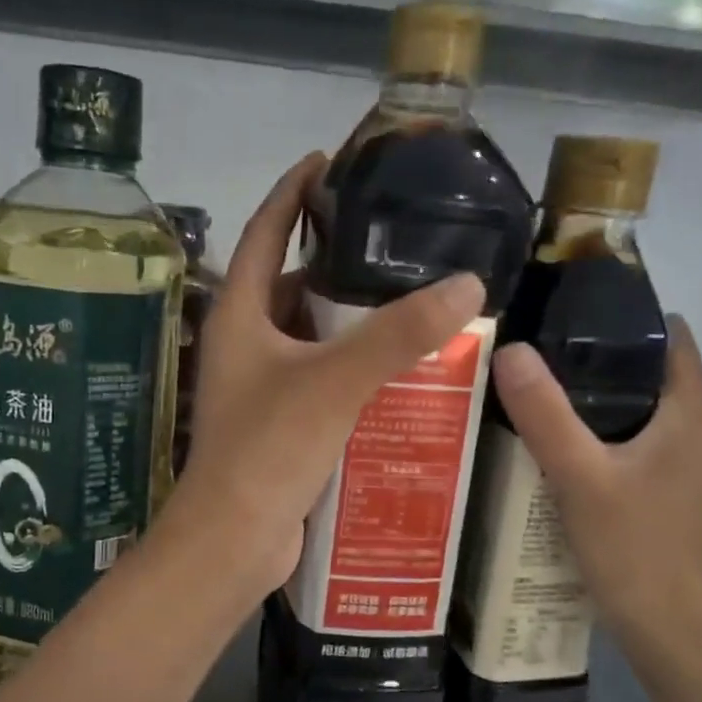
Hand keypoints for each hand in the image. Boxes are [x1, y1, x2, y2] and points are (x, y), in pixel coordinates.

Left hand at [166, 152, 485, 597]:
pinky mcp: (278, 423)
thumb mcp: (335, 382)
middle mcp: (243, 344)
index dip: (292, 193)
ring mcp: (259, 386)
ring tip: (408, 302)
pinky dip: (351, 368)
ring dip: (350, 322)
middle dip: (336, 264)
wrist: (234, 540)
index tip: (326, 160)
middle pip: (290, 285)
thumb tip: (468, 283)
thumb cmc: (268, 450)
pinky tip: (396, 371)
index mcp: (239, 315)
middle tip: (394, 244)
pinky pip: (319, 379)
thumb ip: (398, 334)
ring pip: (310, 337)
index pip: (262, 232)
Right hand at [490, 317, 701, 645]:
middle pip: (644, 368)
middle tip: (530, 346)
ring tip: (530, 384)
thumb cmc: (634, 547)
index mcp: (689, 411)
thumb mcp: (580, 476)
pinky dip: (591, 429)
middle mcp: (692, 427)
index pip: (666, 334)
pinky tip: (548, 439)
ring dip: (587, 394)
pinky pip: (624, 439)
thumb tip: (511, 349)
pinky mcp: (659, 487)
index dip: (621, 314)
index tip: (563, 308)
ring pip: (631, 406)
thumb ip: (546, 413)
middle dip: (591, 353)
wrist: (668, 628)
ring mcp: (677, 460)